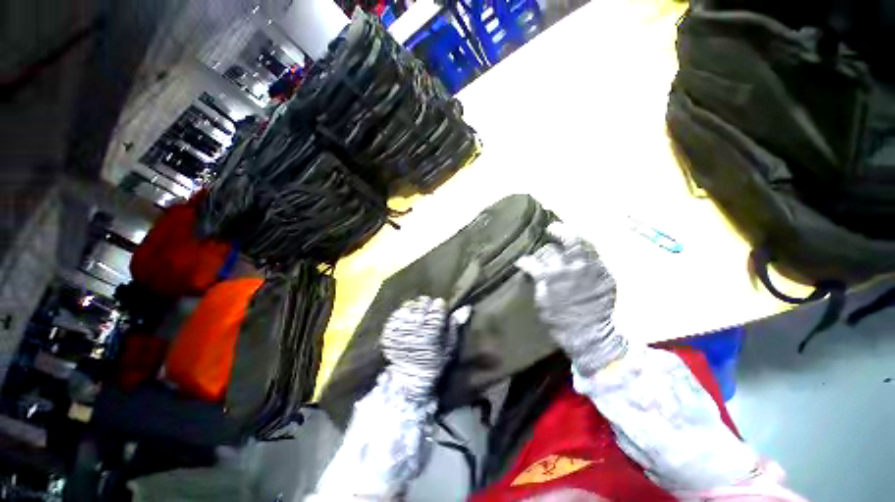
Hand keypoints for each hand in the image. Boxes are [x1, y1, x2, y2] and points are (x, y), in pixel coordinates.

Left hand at [379, 296, 452, 401]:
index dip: (440, 308)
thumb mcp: (450, 345)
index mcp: (432, 329)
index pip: (438, 304)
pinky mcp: (388, 331)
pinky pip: (396, 313)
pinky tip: (406, 324)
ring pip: (409, 304)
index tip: (440, 314)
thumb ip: (456, 324)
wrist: (410, 378)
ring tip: (417, 319)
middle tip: (428, 316)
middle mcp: (415, 326)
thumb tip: (467, 307)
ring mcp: (400, 328)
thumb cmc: (435, 361)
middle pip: (423, 301)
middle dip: (427, 306)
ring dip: (414, 309)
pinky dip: (402, 316)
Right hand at [516, 222, 626, 375]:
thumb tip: (531, 268)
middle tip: (551, 229)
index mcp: (552, 276)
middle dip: (555, 234)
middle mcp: (572, 268)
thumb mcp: (542, 300)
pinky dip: (585, 251)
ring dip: (572, 237)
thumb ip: (538, 280)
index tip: (523, 262)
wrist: (589, 335)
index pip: (535, 260)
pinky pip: (595, 256)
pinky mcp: (605, 275)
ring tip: (565, 233)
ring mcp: (591, 270)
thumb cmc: (560, 320)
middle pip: (561, 245)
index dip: (527, 260)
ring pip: (582, 244)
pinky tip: (580, 253)